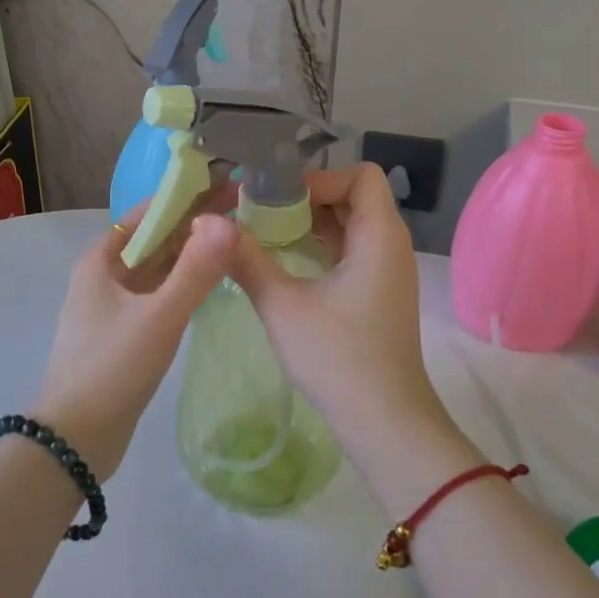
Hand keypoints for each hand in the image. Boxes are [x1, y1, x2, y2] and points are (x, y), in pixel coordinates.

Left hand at [32, 203, 235, 477]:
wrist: (74, 440)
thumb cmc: (112, 369)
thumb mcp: (158, 317)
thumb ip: (195, 270)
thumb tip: (228, 220)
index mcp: (101, 260)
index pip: (148, 212)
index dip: (187, 195)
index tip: (226, 182)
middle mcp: (105, 275)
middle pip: (154, 238)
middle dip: (194, 221)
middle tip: (242, 206)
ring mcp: (114, 305)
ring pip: (158, 267)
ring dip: (191, 252)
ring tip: (234, 236)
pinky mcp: (125, 332)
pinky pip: (159, 294)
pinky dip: (184, 282)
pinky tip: (212, 280)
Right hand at [224, 165, 459, 475]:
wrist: (384, 422)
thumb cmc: (337, 357)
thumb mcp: (282, 305)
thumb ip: (246, 259)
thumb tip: (208, 223)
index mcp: (379, 236)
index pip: (359, 175)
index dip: (319, 177)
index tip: (277, 198)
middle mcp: (390, 245)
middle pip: (353, 197)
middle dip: (306, 198)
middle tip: (260, 211)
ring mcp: (387, 270)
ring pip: (350, 225)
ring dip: (310, 224)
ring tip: (264, 233)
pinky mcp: (379, 293)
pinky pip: (351, 251)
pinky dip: (320, 247)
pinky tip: (284, 262)